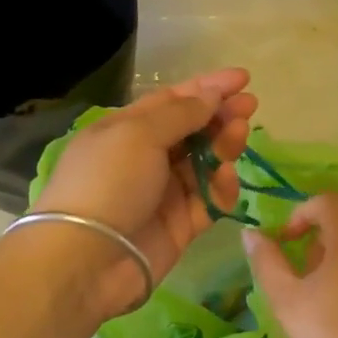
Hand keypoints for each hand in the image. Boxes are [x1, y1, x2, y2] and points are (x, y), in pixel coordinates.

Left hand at [35, 69, 257, 310]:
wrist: (87, 259)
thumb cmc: (108, 182)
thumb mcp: (139, 134)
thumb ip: (181, 113)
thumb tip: (211, 94)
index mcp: (127, 129)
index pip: (172, 100)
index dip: (207, 87)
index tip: (243, 78)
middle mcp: (145, 157)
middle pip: (192, 130)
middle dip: (221, 115)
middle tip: (250, 106)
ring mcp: (163, 193)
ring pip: (204, 163)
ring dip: (224, 146)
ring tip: (238, 136)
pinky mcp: (179, 225)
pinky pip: (209, 200)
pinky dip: (221, 188)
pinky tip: (227, 178)